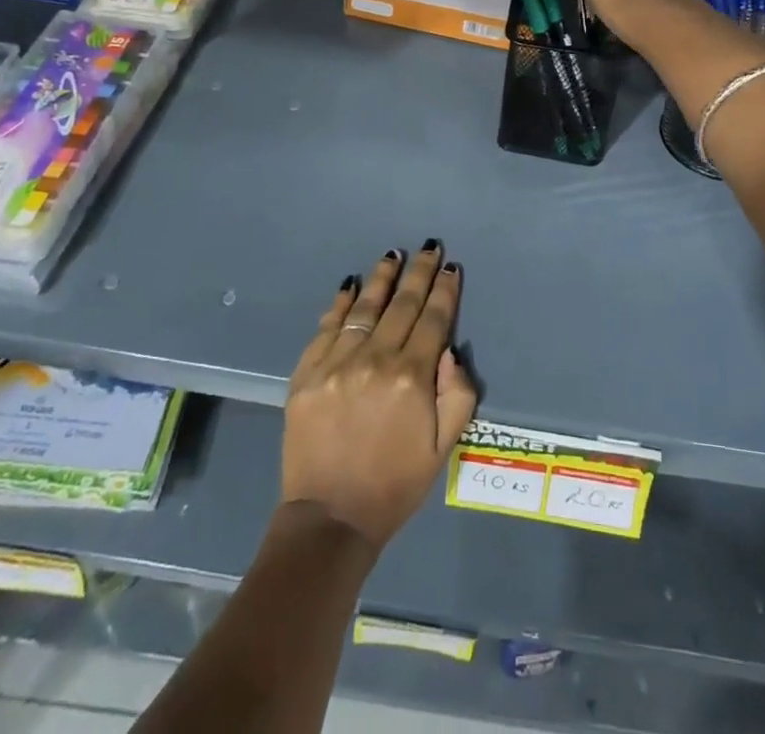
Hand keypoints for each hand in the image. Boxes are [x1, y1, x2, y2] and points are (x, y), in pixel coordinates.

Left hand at [282, 241, 477, 551]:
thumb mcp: (442, 448)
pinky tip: (351, 285)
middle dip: (419, 272)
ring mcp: (337, 363)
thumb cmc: (394, 484)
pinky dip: (341, 303)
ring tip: (394, 254)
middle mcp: (375, 360)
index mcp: (412, 378)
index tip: (451, 267)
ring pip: (365, 307)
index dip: (445, 291)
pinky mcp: (307, 372)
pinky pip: (328, 327)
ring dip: (382, 277)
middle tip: (429, 247)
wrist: (330, 518)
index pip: (433, 320)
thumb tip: (449, 350)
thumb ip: (457, 395)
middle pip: (402, 304)